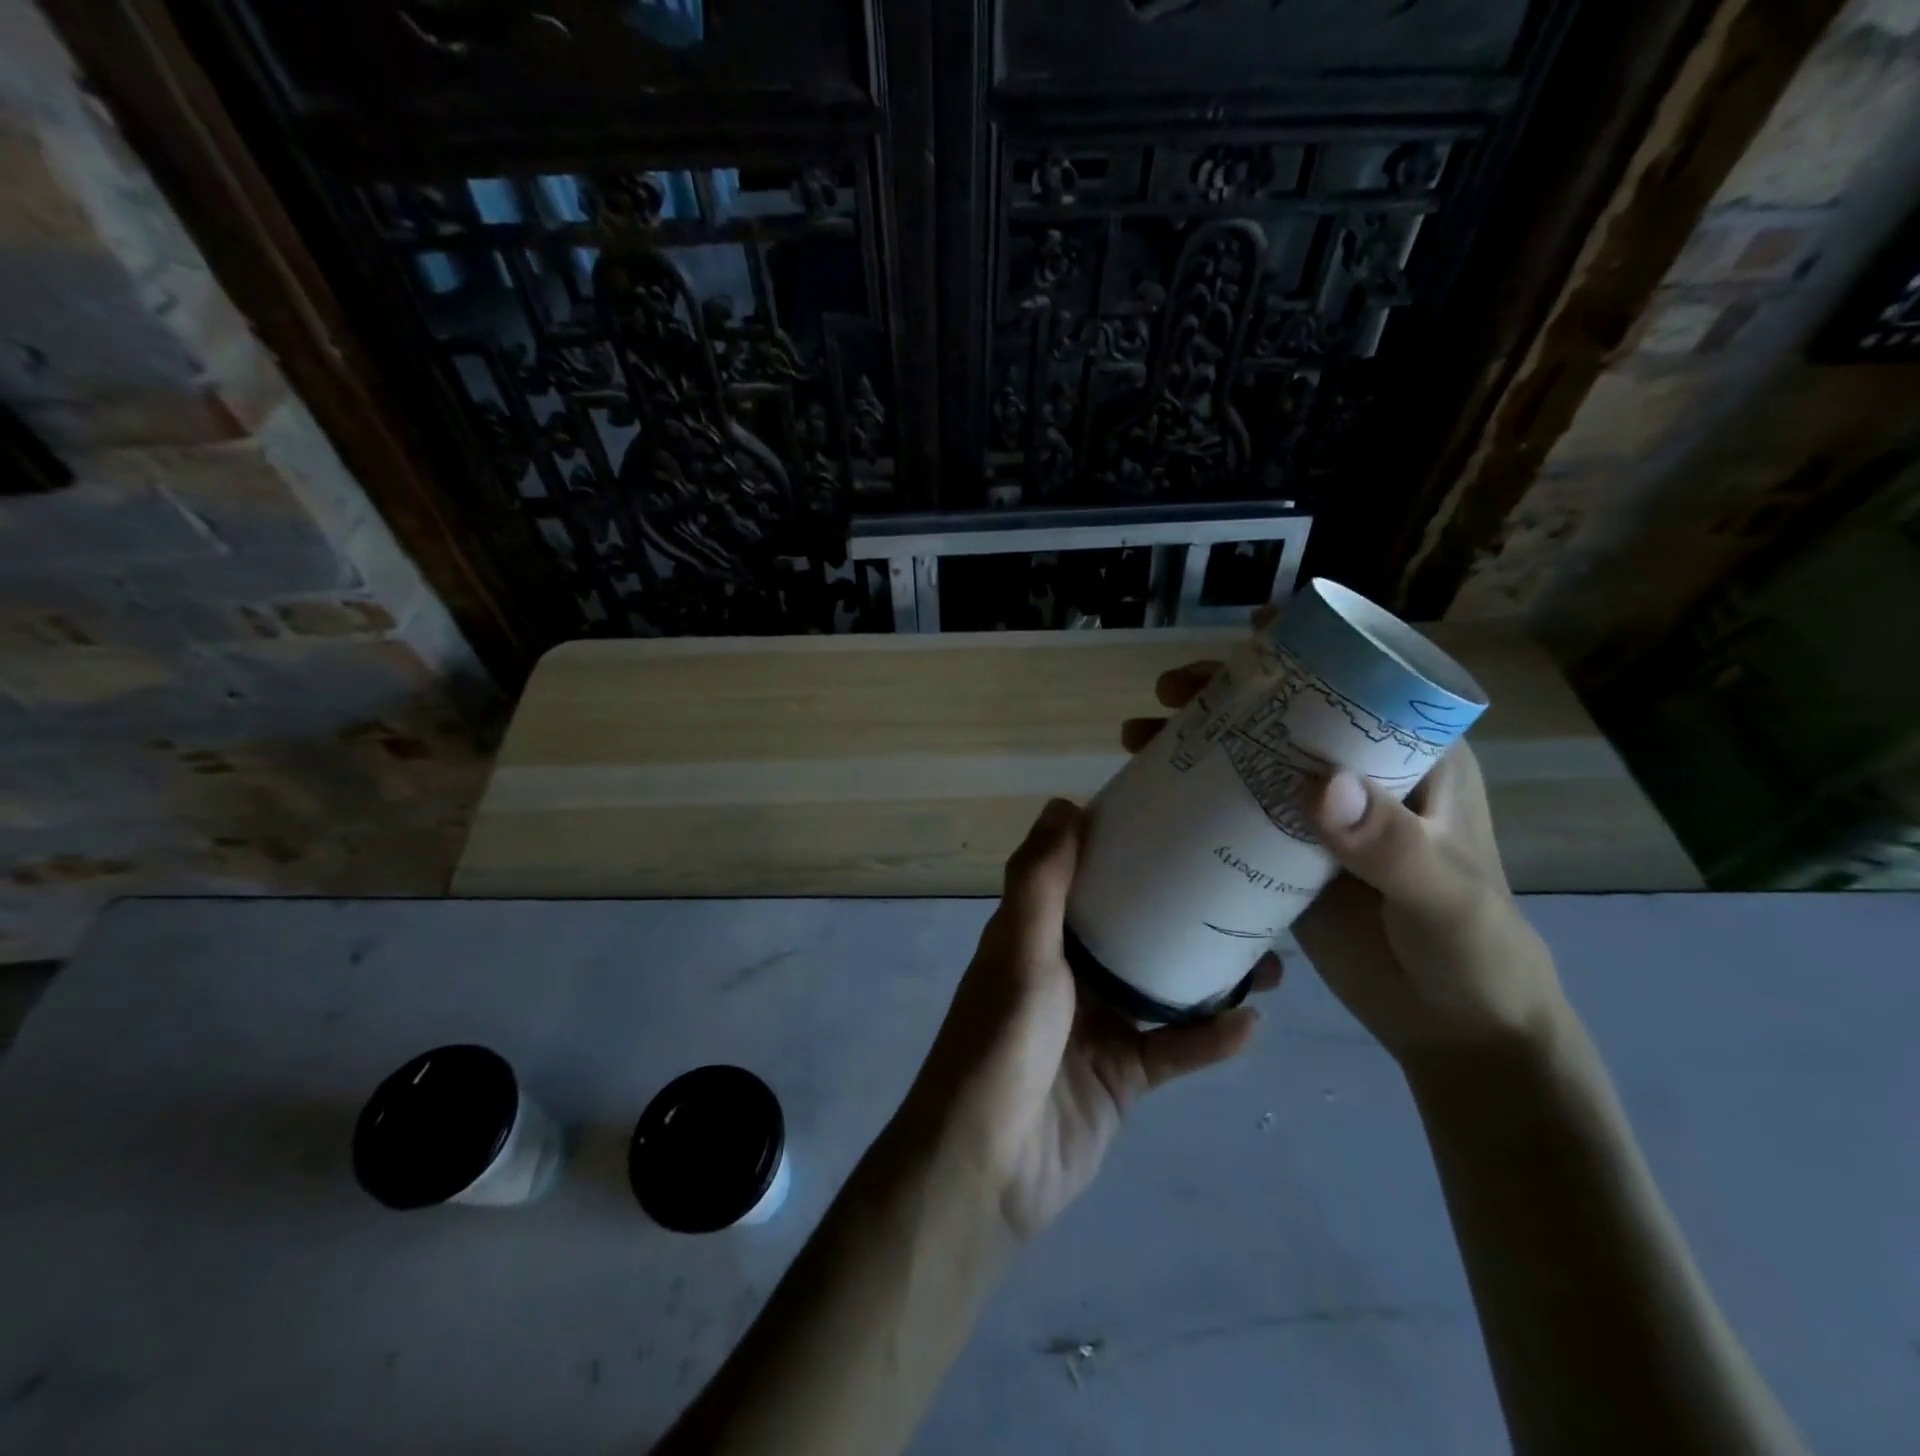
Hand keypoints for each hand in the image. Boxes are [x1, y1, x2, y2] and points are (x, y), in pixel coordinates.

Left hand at [902, 799, 1277, 1242]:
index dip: (1124, 849)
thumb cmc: (1001, 1040)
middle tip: (1241, 890)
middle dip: (1182, 912)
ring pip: (1164, 987)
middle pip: (1134, 930)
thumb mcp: (1020, 948)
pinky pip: (1174, 1049)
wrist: (989, 1164)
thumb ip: (1040, 880)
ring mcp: (1098, 1025)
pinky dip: (1210, 1039)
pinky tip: (1253, 1024)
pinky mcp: (1123, 1077)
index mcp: (1038, 935)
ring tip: (1269, 958)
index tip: (1177, 822)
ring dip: (1211, 975)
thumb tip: (1064, 802)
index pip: (1085, 877)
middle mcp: (1068, 972)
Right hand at [1126, 662, 1568, 1068]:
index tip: (1250, 629)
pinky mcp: (1287, 854)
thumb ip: (1390, 845)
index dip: (1307, 647)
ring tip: (1138, 735)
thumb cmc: (1472, 950)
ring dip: (1198, 738)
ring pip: (1252, 756)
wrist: (1455, 1028)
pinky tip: (1156, 792)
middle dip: (1227, 691)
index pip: (1360, 682)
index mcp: (1413, 760)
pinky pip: (1236, 810)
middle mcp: (1361, 776)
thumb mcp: (1442, 895)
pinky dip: (1197, 794)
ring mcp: (1319, 816)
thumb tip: (1316, 785)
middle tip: (1169, 691)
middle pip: (1287, 713)